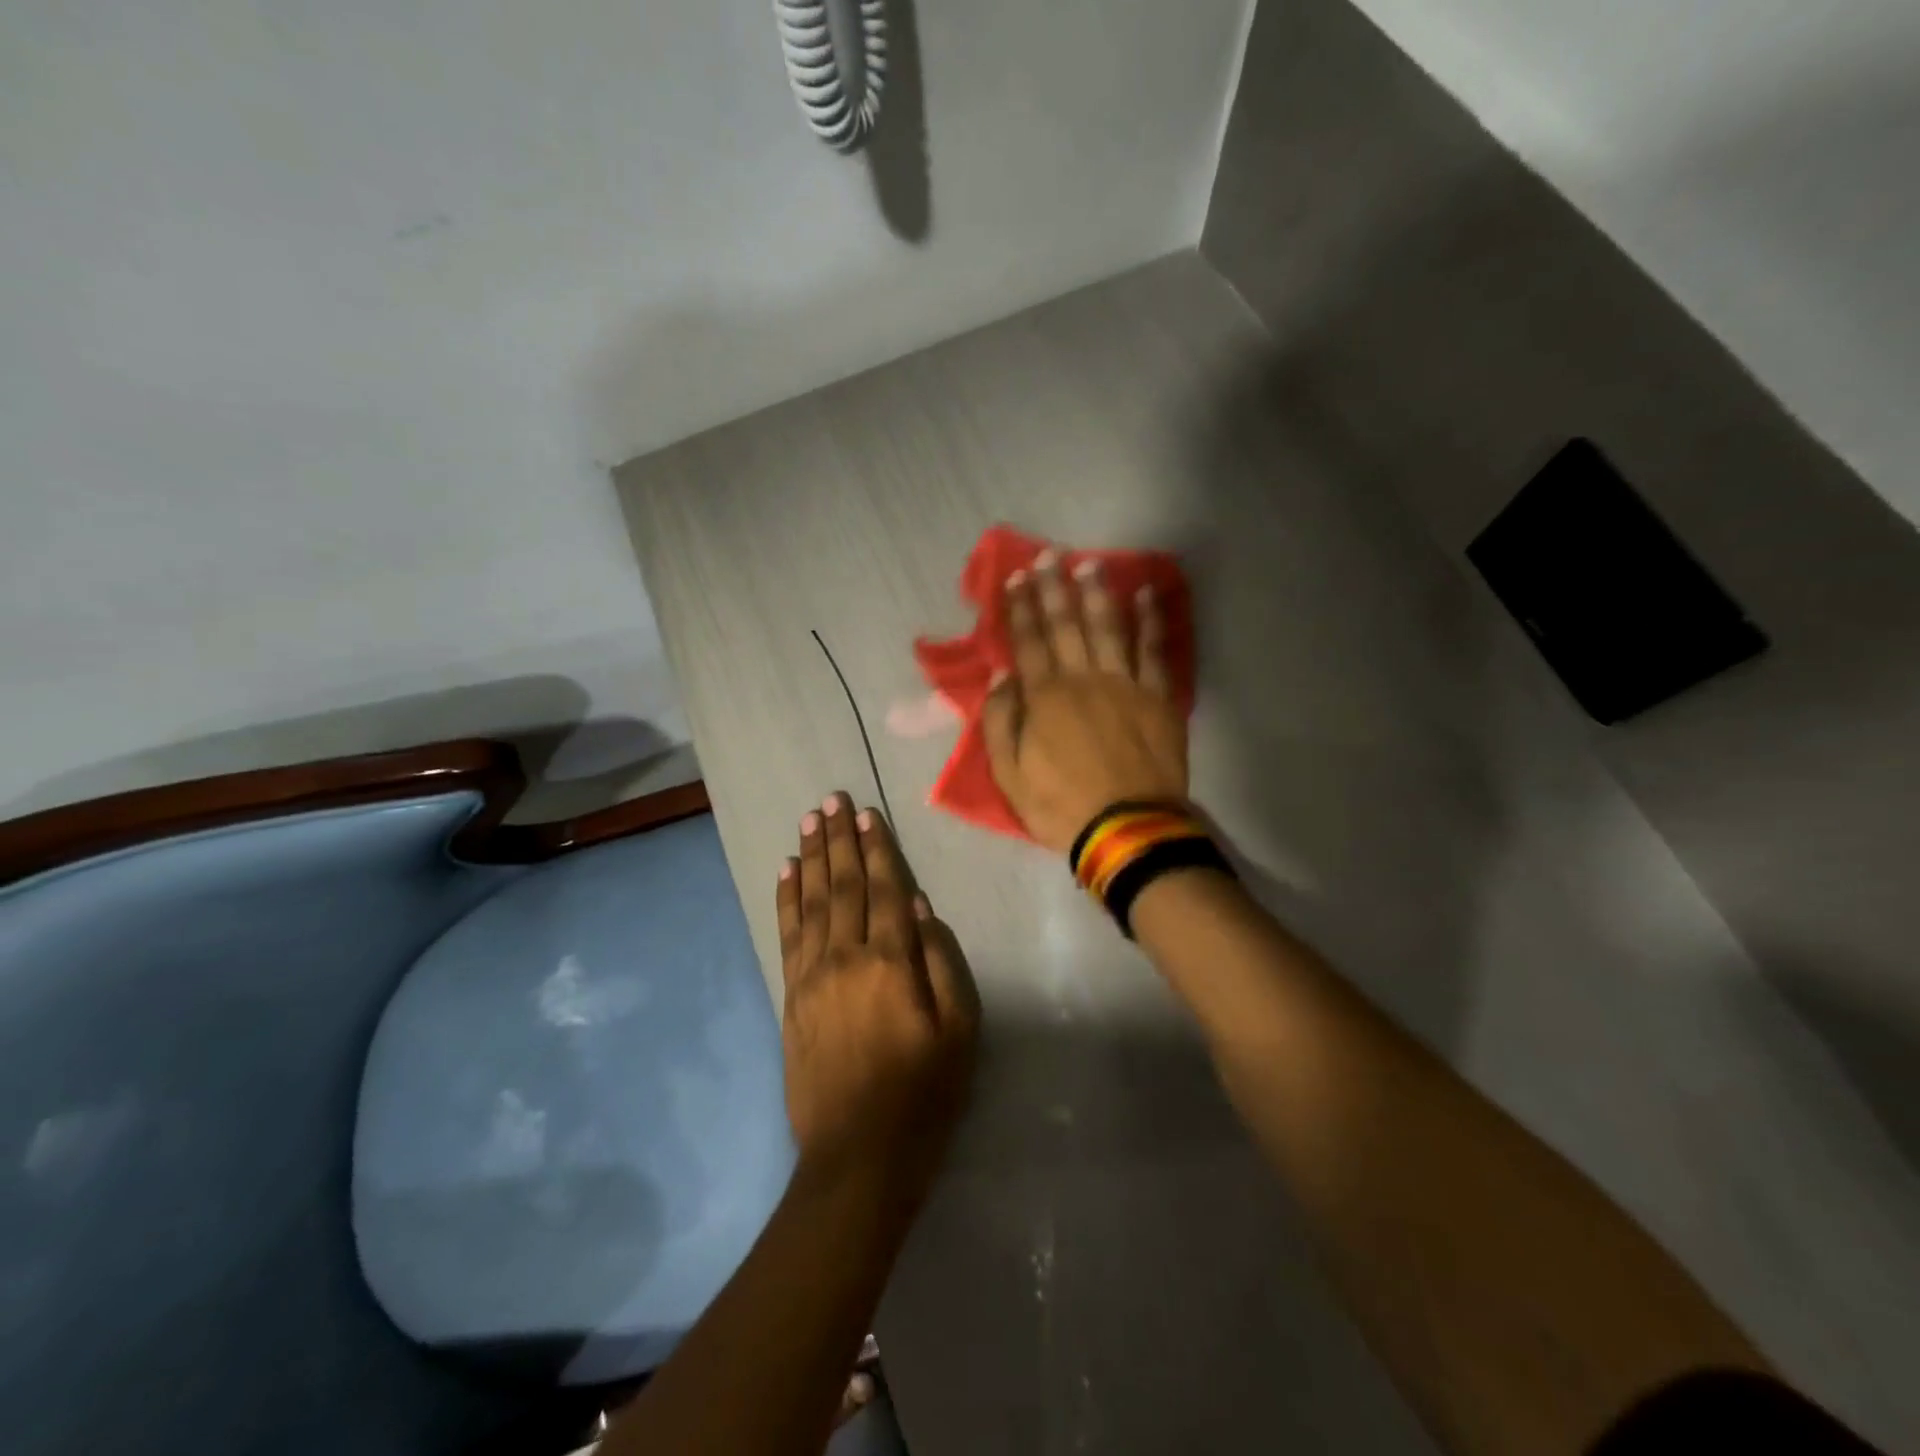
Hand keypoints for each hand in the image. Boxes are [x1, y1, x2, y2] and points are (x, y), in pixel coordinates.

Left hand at [776, 793, 979, 1202]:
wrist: (857, 1158)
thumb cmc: (923, 1095)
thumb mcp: (960, 1033)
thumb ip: (941, 963)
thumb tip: (918, 908)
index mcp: (890, 963)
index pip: (883, 891)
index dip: (876, 850)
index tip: (867, 814)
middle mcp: (845, 958)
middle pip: (842, 886)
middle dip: (838, 840)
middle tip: (831, 799)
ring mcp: (812, 977)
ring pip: (811, 903)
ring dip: (811, 858)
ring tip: (809, 821)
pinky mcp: (791, 997)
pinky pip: (787, 935)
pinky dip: (786, 899)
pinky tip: (786, 873)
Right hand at [982, 549, 1188, 852]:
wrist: (1127, 831)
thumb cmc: (1060, 806)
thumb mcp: (1009, 774)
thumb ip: (1000, 721)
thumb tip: (1001, 676)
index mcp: (1044, 697)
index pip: (1028, 642)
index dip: (1020, 608)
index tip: (1014, 578)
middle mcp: (1084, 679)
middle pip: (1067, 624)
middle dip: (1054, 588)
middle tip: (1048, 555)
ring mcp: (1125, 685)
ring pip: (1109, 627)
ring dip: (1098, 593)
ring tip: (1090, 564)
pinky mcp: (1158, 698)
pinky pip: (1155, 650)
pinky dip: (1152, 621)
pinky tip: (1148, 595)